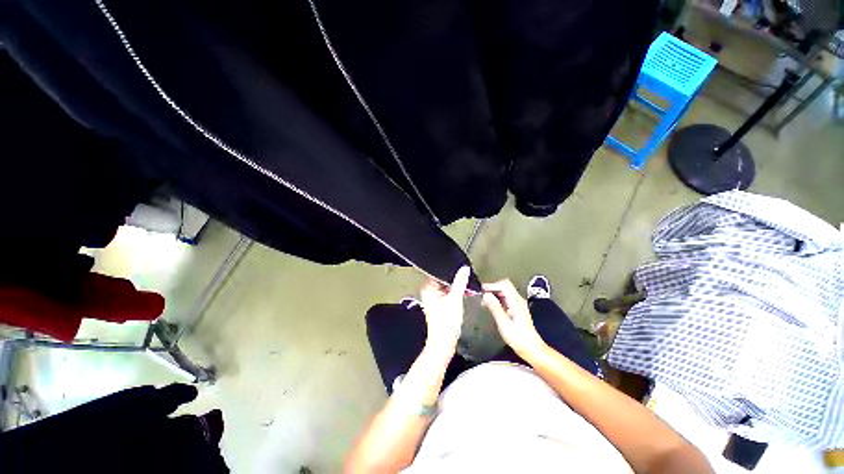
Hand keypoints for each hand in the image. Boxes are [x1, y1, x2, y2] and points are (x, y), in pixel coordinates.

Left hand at [419, 266, 469, 354]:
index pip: (439, 272)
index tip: (462, 267)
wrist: (444, 343)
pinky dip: (456, 292)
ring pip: (447, 285)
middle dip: (455, 278)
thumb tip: (464, 268)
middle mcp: (429, 291)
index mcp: (428, 287)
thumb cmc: (446, 322)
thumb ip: (460, 281)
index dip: (451, 270)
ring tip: (467, 286)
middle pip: (444, 279)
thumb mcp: (455, 298)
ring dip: (457, 285)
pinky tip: (465, 292)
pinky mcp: (439, 303)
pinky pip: (448, 292)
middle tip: (467, 277)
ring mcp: (434, 297)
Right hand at [482, 279, 545, 356]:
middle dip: (492, 289)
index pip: (504, 285)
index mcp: (516, 302)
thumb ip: (495, 307)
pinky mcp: (516, 309)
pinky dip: (496, 300)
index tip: (482, 290)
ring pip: (504, 292)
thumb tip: (486, 295)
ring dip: (493, 294)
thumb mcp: (504, 323)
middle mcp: (518, 300)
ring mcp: (517, 304)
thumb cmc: (518, 338)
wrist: (531, 348)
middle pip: (504, 287)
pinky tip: (491, 307)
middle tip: (481, 296)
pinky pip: (505, 299)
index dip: (492, 285)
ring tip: (484, 302)